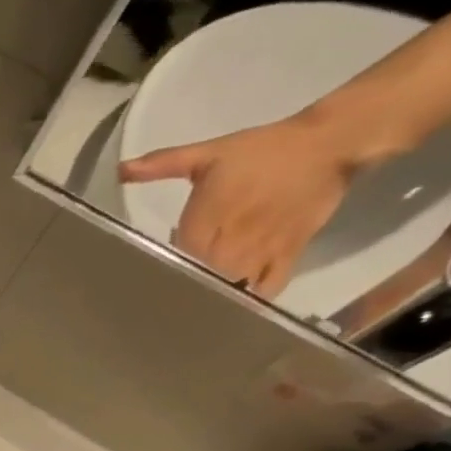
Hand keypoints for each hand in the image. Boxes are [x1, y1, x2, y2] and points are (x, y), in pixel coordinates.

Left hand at [119, 111, 366, 297]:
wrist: (328, 144)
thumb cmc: (261, 150)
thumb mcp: (208, 153)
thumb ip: (163, 163)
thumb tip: (121, 170)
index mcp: (207, 220)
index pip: (176, 258)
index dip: (164, 269)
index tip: (152, 275)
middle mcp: (232, 241)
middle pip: (201, 277)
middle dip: (185, 287)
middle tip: (170, 295)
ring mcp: (262, 251)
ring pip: (231, 287)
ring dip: (215, 297)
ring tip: (197, 306)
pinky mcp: (290, 254)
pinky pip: (268, 289)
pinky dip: (251, 300)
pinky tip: (235, 305)